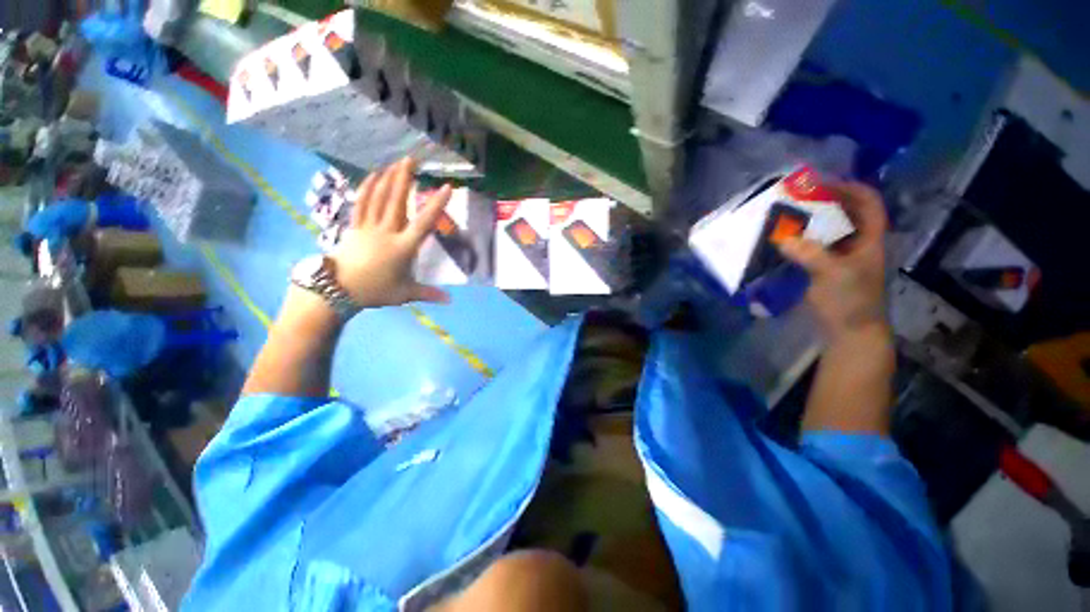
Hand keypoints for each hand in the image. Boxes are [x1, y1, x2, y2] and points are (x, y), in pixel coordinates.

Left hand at [331, 158, 452, 308]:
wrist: (339, 290)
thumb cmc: (376, 291)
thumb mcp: (406, 294)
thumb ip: (429, 294)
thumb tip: (451, 300)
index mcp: (403, 248)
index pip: (423, 223)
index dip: (435, 204)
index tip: (445, 188)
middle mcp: (387, 232)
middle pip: (397, 201)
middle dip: (405, 178)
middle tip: (411, 159)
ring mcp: (369, 227)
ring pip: (380, 198)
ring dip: (388, 179)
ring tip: (396, 162)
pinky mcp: (355, 226)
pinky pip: (362, 203)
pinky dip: (368, 188)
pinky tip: (373, 175)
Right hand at [779, 182, 887, 340]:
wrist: (850, 330)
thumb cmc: (852, 301)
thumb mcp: (835, 275)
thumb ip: (812, 255)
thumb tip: (782, 238)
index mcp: (870, 239)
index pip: (868, 203)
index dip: (850, 188)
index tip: (824, 182)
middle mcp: (857, 242)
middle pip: (845, 212)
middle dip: (824, 201)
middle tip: (797, 196)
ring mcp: (840, 255)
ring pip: (827, 229)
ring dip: (809, 220)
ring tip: (786, 213)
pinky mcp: (824, 267)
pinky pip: (812, 245)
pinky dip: (799, 238)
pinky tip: (782, 238)